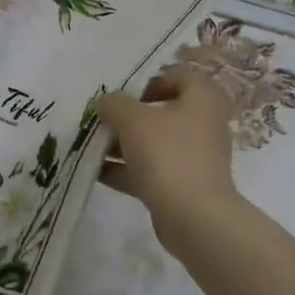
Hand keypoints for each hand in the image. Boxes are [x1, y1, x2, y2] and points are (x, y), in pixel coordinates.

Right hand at [98, 65, 242, 251]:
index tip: (125, 94)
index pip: (179, 76)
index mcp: (201, 100)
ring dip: (123, 144)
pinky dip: (126, 170)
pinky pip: (151, 170)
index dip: (151, 80)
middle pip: (162, 112)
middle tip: (103, 120)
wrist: (194, 217)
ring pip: (154, 143)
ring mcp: (194, 158)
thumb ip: (114, 104)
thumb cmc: (168, 155)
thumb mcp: (132, 119)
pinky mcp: (183, 186)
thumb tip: (106, 102)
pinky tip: (97, 172)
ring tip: (92, 146)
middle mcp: (202, 125)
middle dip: (129, 116)